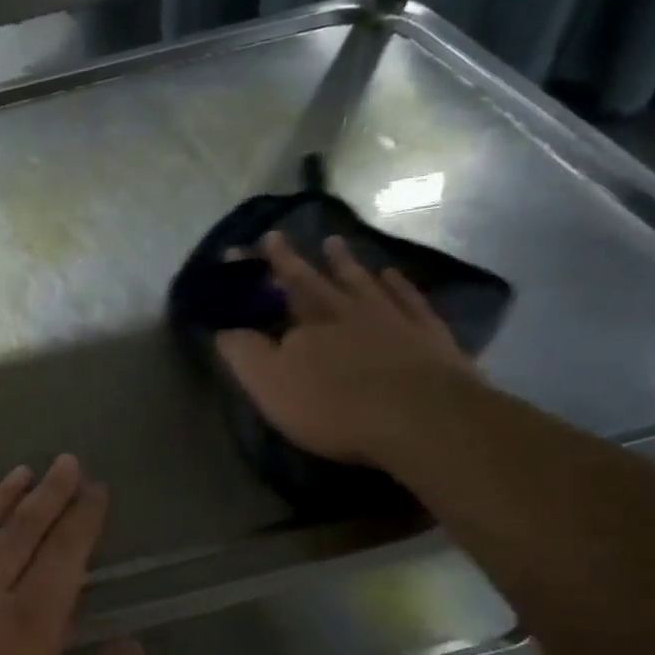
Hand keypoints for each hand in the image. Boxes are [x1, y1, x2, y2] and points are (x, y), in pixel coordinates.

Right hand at [217, 232, 481, 466]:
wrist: (423, 419)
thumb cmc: (334, 405)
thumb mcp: (270, 383)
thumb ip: (244, 353)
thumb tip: (223, 328)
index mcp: (308, 322)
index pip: (280, 287)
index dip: (264, 267)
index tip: (249, 244)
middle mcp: (349, 311)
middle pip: (319, 280)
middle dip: (297, 260)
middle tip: (281, 236)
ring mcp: (394, 320)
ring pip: (364, 283)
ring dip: (346, 264)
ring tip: (335, 244)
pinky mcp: (431, 337)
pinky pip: (410, 301)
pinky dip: (399, 286)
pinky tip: (393, 275)